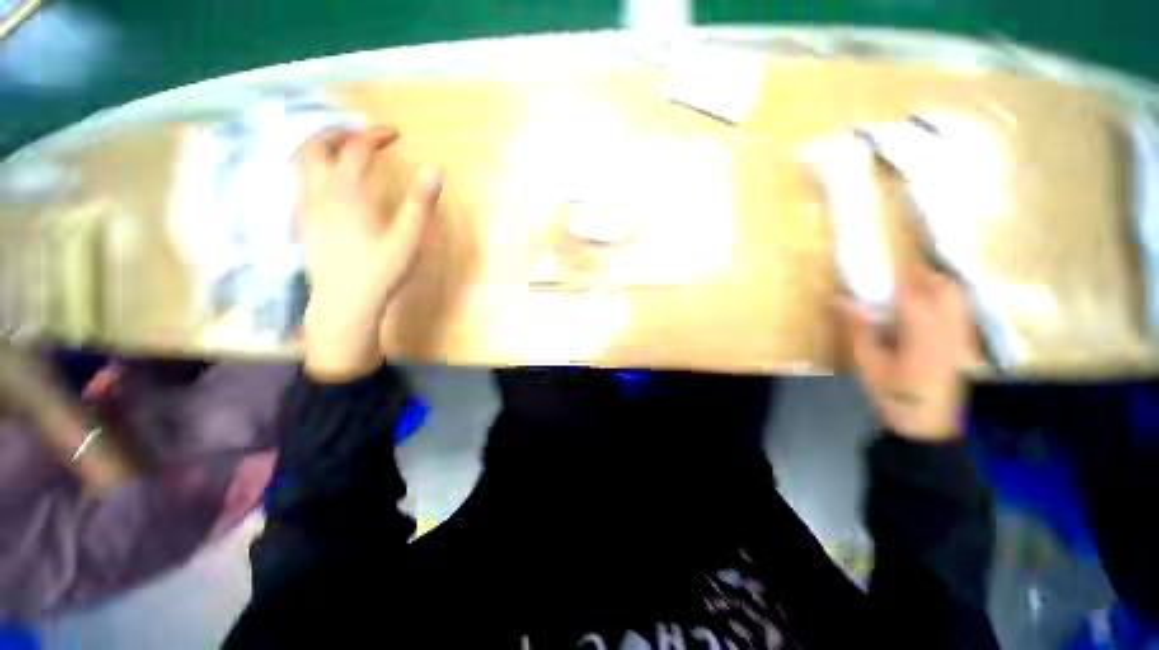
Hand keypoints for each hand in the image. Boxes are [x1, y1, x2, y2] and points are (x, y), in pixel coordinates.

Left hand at [295, 126, 443, 380]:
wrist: (344, 304)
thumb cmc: (380, 273)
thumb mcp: (409, 240)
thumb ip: (421, 204)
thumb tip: (435, 170)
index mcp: (349, 194)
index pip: (358, 150)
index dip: (376, 135)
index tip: (395, 133)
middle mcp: (321, 194)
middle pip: (317, 146)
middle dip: (339, 131)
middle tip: (362, 133)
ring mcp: (307, 208)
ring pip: (300, 162)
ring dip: (318, 145)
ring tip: (339, 147)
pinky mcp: (303, 223)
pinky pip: (298, 182)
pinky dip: (311, 168)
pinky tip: (326, 180)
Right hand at [837, 263, 975, 440]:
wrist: (929, 427)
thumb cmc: (894, 396)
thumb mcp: (867, 364)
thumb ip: (857, 329)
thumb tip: (839, 299)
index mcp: (923, 332)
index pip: (910, 290)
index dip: (891, 275)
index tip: (872, 267)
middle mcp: (950, 328)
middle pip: (944, 286)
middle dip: (920, 275)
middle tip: (892, 280)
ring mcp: (963, 336)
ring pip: (956, 296)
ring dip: (933, 286)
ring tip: (906, 293)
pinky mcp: (965, 344)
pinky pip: (959, 311)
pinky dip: (943, 301)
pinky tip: (923, 315)